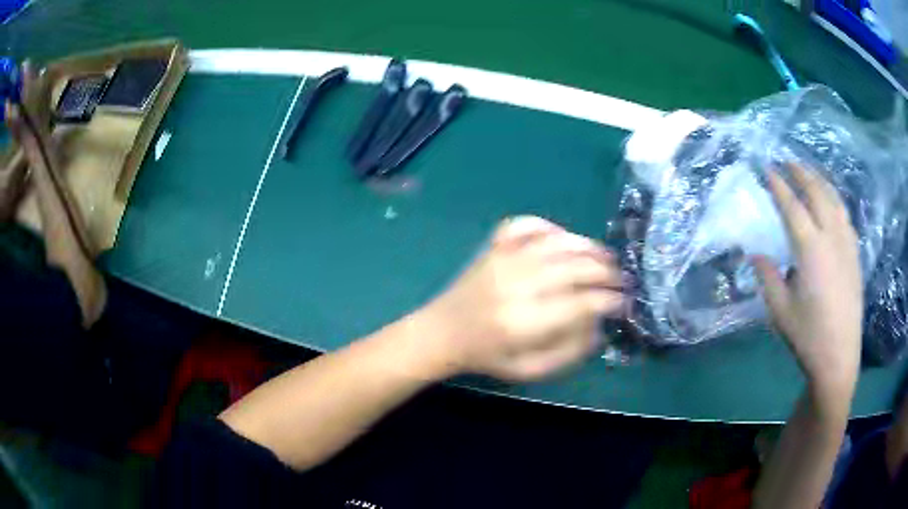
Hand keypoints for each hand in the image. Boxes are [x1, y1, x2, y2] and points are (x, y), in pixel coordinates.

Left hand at [417, 216, 625, 380]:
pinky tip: (563, 238)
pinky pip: (524, 224)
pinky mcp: (493, 248)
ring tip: (606, 257)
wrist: (442, 333)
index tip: (622, 302)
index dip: (608, 300)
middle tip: (620, 280)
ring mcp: (503, 261)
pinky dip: (548, 226)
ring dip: (588, 246)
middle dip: (606, 272)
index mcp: (525, 322)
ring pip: (556, 243)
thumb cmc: (487, 356)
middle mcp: (517, 286)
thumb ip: (568, 352)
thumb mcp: (530, 369)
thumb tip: (599, 326)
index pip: (580, 303)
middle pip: (574, 268)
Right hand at [754, 164, 861, 398]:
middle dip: (801, 172)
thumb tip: (756, 253)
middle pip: (817, 192)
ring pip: (834, 199)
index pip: (792, 206)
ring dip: (819, 181)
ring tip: (808, 174)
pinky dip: (834, 200)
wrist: (839, 358)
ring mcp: (847, 244)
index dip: (778, 185)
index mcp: (811, 250)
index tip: (767, 168)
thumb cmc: (808, 336)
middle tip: (787, 161)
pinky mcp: (855, 254)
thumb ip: (767, 277)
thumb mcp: (780, 311)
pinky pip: (845, 215)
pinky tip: (830, 203)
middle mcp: (831, 237)